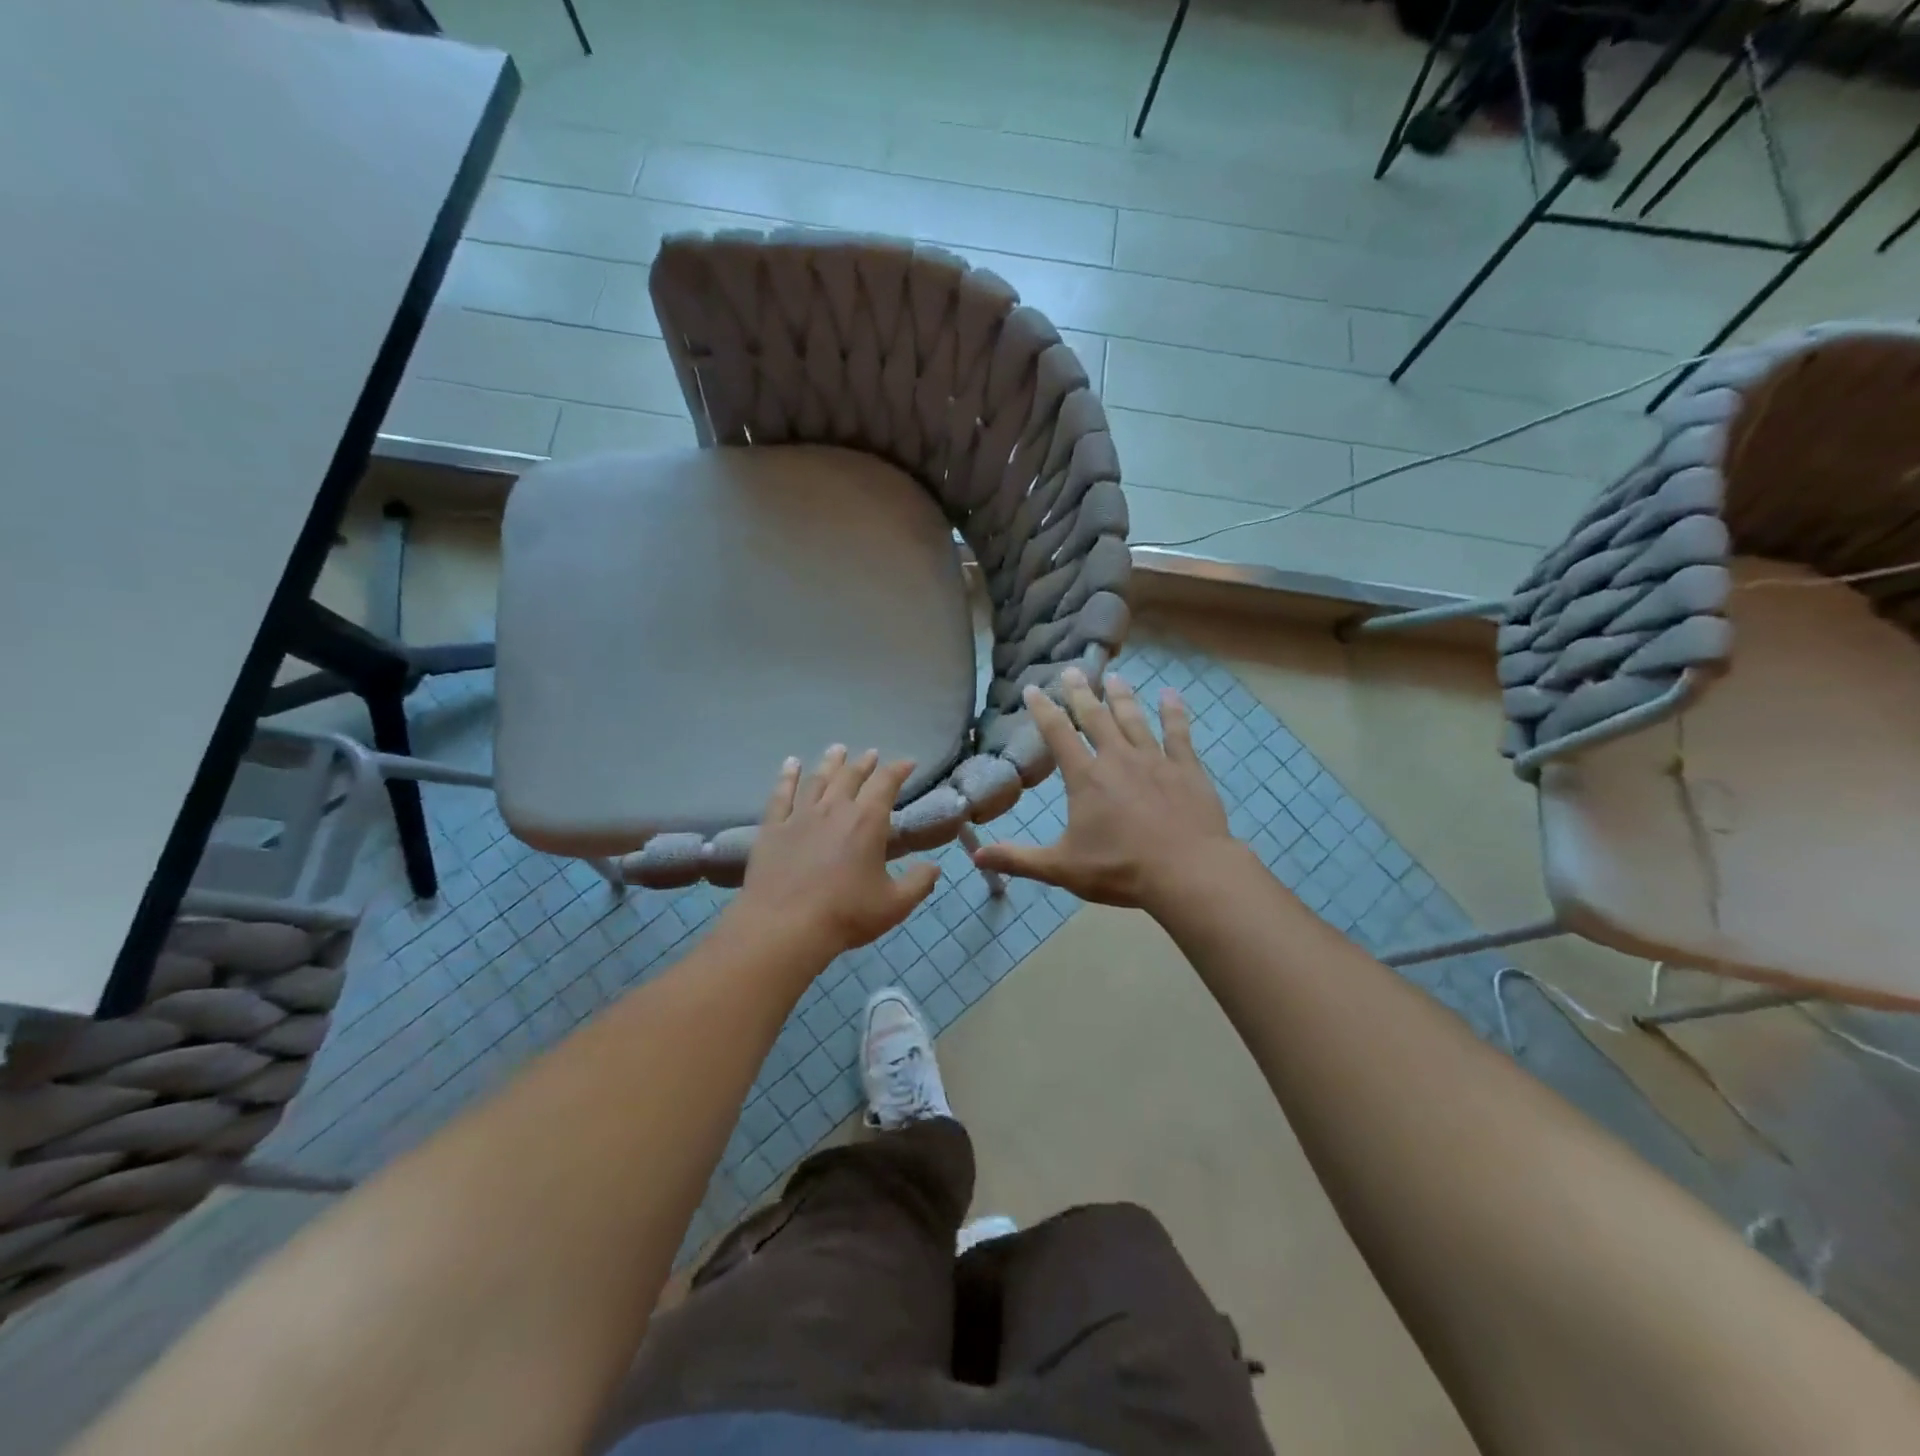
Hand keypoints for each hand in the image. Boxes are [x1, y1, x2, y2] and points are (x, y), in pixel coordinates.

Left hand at [736, 745, 940, 958]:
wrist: (784, 926)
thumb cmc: (846, 914)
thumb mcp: (894, 904)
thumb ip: (918, 883)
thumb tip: (934, 867)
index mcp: (867, 821)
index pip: (886, 784)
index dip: (898, 769)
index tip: (908, 762)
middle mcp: (834, 809)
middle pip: (851, 776)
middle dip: (864, 763)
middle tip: (871, 754)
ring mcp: (800, 816)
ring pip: (818, 779)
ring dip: (830, 763)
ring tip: (837, 750)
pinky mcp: (773, 828)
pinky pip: (781, 794)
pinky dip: (787, 777)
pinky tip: (790, 764)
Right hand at [970, 668, 1242, 910]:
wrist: (1187, 872)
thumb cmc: (1120, 869)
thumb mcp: (1062, 868)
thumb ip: (1019, 859)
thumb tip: (976, 856)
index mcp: (1085, 777)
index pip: (1058, 733)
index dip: (1043, 709)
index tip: (1033, 688)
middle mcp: (1117, 758)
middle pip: (1095, 717)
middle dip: (1080, 693)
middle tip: (1072, 671)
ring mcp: (1155, 760)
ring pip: (1134, 719)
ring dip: (1121, 697)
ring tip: (1114, 677)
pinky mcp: (1187, 769)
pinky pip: (1178, 733)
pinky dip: (1173, 712)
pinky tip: (1170, 696)